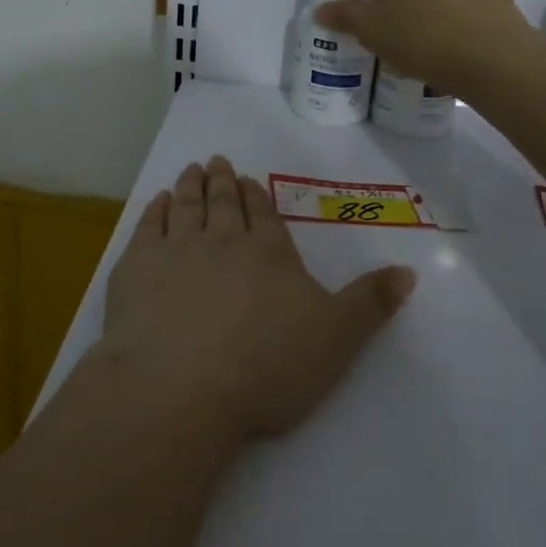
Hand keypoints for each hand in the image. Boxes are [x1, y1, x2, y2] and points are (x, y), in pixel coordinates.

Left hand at [96, 157, 415, 444]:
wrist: (182, 386)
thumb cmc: (266, 366)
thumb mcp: (336, 339)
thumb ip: (370, 303)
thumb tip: (408, 271)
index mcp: (268, 253)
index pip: (263, 215)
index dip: (256, 196)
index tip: (248, 179)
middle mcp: (222, 240)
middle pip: (223, 202)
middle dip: (222, 181)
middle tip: (216, 161)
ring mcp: (176, 250)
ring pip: (186, 206)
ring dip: (189, 186)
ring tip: (190, 170)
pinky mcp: (137, 268)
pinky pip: (148, 227)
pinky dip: (154, 210)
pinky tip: (157, 202)